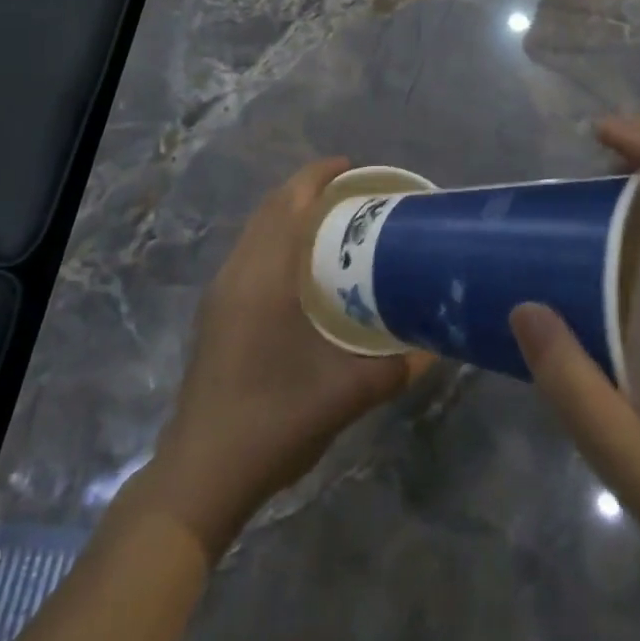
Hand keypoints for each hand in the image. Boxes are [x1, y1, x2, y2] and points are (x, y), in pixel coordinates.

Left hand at [144, 158, 431, 557]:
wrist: (201, 473)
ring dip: (287, 211)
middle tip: (350, 190)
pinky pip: (248, 250)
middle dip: (306, 188)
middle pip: (271, 208)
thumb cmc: (273, 422)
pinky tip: (299, 264)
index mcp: (265, 277)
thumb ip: (397, 367)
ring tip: (329, 217)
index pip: (290, 204)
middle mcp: (238, 272)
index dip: (318, 176)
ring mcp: (221, 291)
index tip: (352, 167)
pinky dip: (274, 235)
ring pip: (255, 229)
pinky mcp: (215, 311)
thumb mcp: (346, 395)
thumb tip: (438, 345)